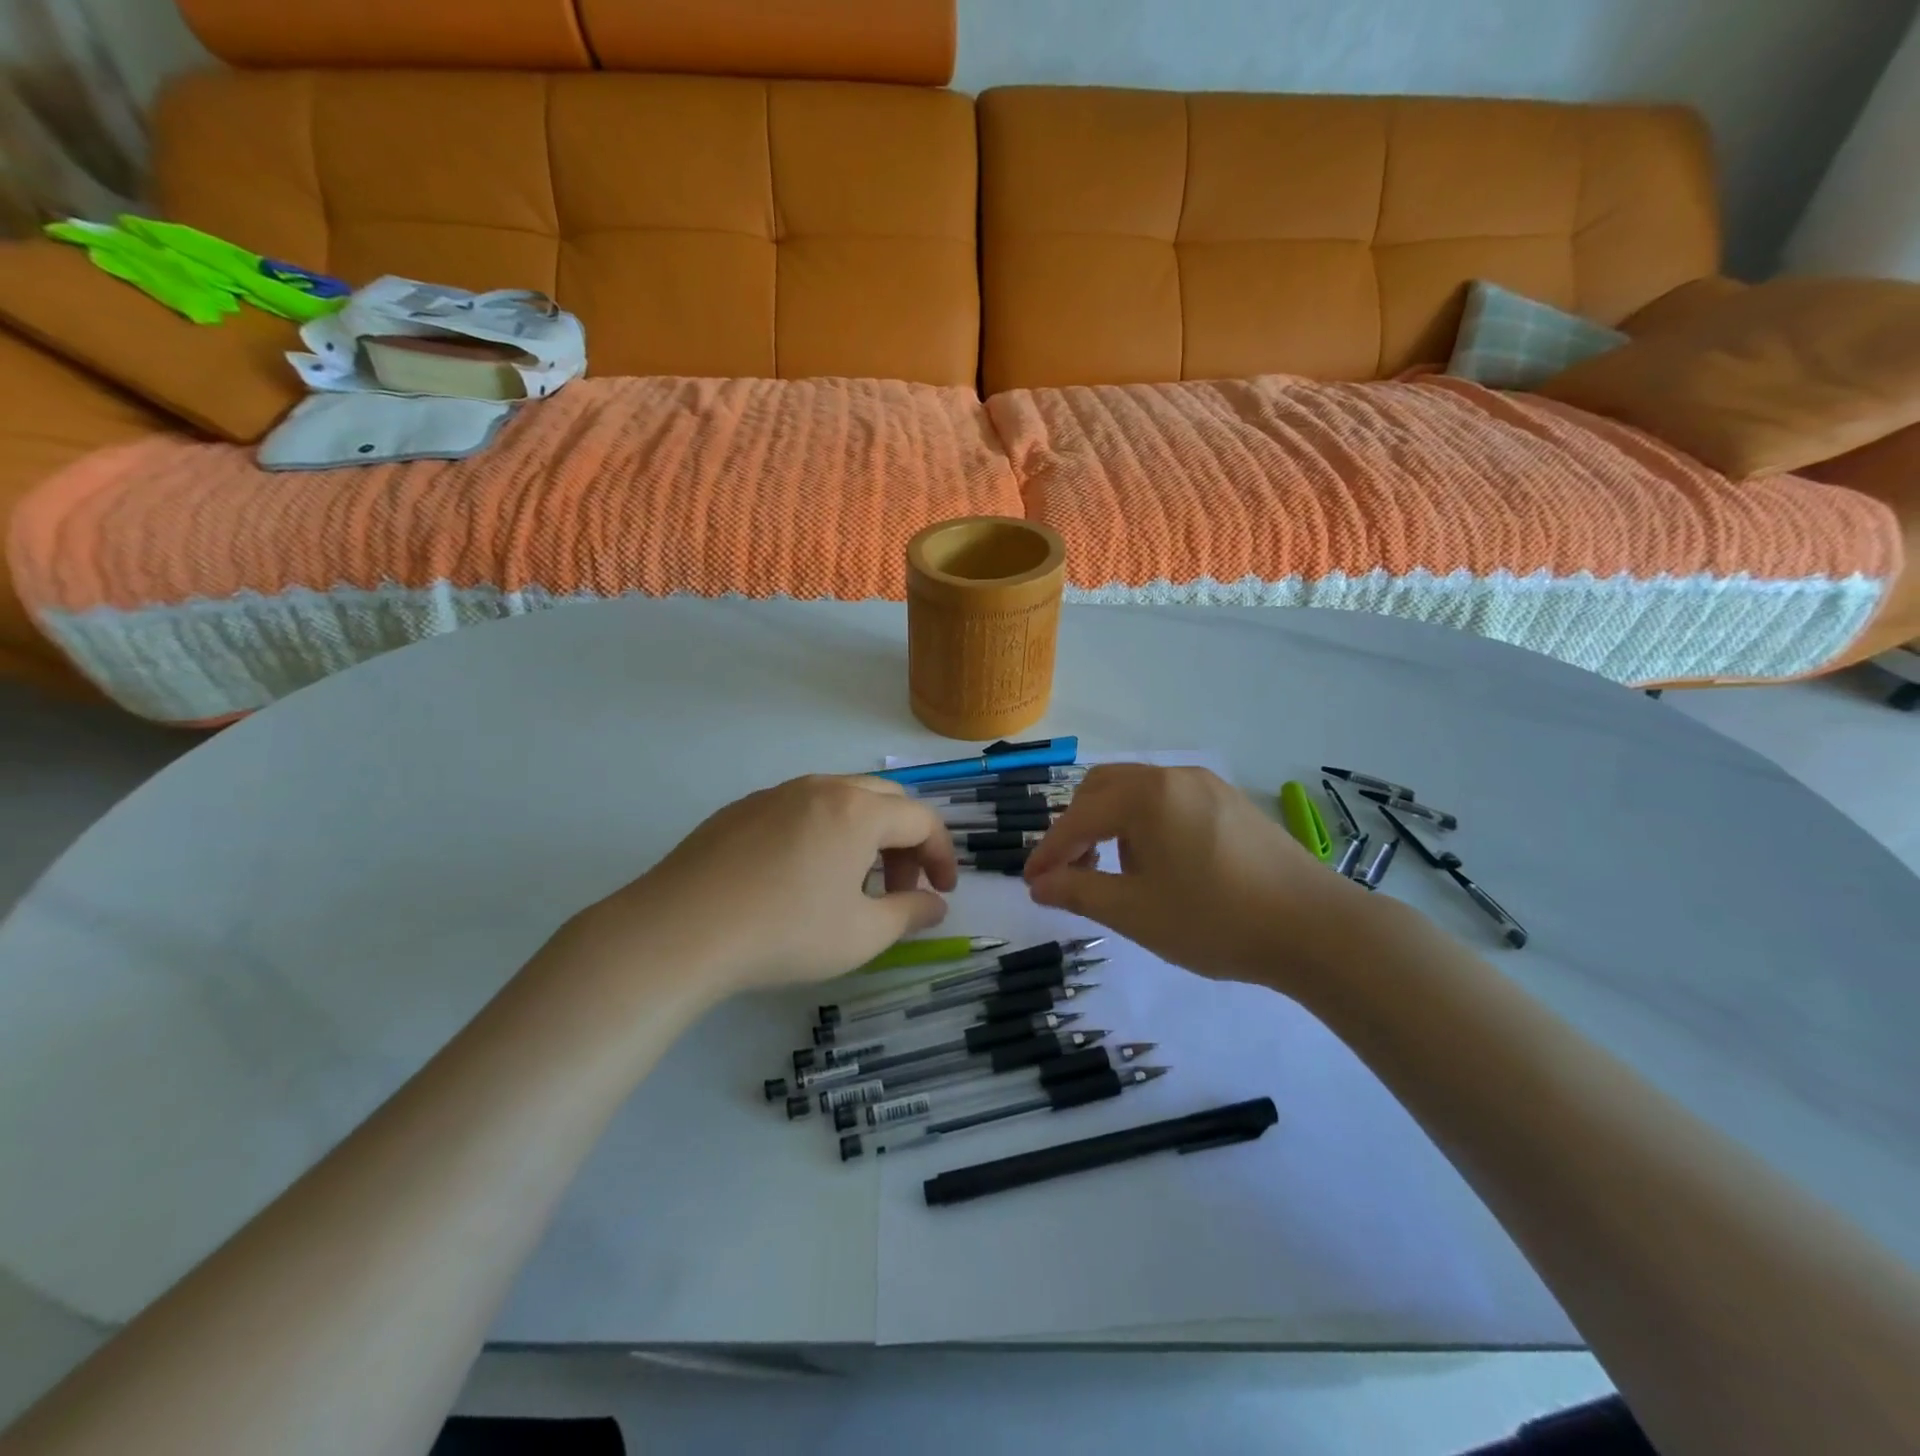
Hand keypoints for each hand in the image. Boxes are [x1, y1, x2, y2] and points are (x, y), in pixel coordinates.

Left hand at [574, 775, 957, 996]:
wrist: (679, 930)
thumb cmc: (785, 932)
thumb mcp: (861, 935)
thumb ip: (909, 914)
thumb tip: (935, 905)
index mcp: (858, 811)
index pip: (922, 820)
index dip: (942, 855)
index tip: (943, 893)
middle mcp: (822, 788)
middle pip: (885, 800)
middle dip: (905, 842)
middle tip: (900, 888)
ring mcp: (777, 794)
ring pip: (841, 800)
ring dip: (864, 835)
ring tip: (851, 884)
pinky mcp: (741, 809)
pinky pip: (801, 809)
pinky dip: (823, 833)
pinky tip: (800, 878)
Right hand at [1023, 764, 1369, 992]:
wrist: (1317, 929)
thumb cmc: (1214, 920)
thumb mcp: (1135, 912)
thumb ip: (1078, 892)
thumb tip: (1039, 885)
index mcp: (1146, 795)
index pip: (1078, 817)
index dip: (1049, 851)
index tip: (1030, 883)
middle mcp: (1174, 776)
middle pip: (1104, 788)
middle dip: (1078, 827)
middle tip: (1072, 872)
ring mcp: (1208, 786)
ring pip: (1138, 792)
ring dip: (1112, 825)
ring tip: (1117, 874)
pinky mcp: (1232, 803)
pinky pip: (1170, 801)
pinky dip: (1146, 825)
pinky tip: (1161, 865)